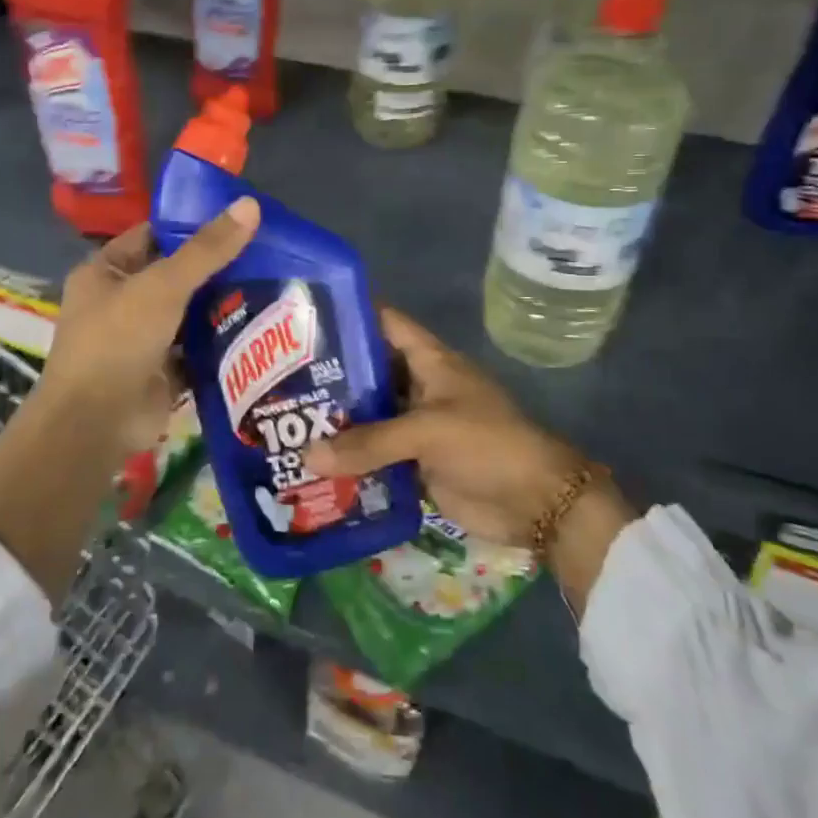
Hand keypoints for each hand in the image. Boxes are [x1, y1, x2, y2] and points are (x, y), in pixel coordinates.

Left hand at [30, 198, 259, 463]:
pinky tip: (261, 329)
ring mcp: (141, 340)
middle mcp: (120, 302)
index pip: (153, 236)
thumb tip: (250, 205)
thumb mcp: (163, 286)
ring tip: (273, 285)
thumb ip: (207, 250)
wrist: (96, 424)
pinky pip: (197, 349)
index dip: (192, 226)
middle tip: (267, 254)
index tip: (238, 220)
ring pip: (189, 314)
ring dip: (222, 305)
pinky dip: (221, 342)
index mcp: (105, 272)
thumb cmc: (118, 341)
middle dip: (216, 269)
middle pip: (176, 276)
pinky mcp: (161, 372)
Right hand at [303, 307, 635, 609]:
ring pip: (370, 416)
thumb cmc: (487, 445)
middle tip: (280, 379)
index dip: (351, 314)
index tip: (306, 317)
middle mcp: (419, 386)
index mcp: (429, 361)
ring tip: (286, 421)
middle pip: (370, 371)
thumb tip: (308, 457)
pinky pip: (376, 455)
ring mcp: (417, 426)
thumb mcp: (428, 431)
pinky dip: (351, 459)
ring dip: (338, 421)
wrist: (537, 503)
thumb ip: (369, 443)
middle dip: (332, 375)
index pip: (386, 323)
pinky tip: (314, 463)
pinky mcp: (416, 463)